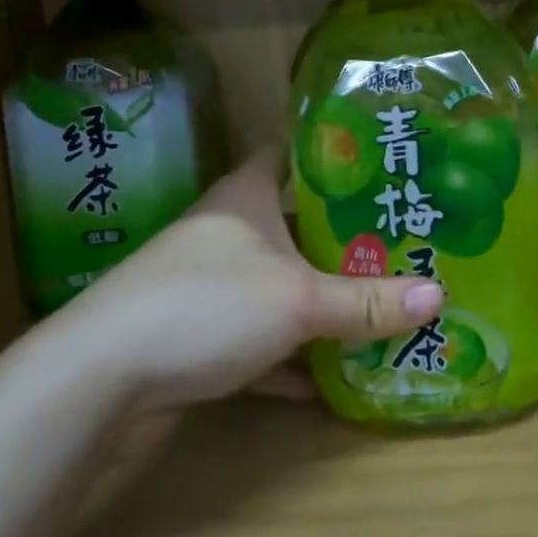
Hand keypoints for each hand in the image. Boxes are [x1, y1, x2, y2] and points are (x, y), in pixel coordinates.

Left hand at [60, 150, 443, 407]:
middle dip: (345, 236)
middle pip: (296, 224)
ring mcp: (210, 285)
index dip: (337, 156)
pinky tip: (331, 379)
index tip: (385, 166)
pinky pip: (261, 337)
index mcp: (246, 197)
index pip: (294, 155)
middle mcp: (228, 231)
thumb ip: (368, 302)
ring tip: (381, 302)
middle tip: (403, 241)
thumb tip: (441, 298)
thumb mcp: (299, 301)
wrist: (96, 382)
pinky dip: (291, 355)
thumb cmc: (207, 306)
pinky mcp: (198, 335)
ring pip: (280, 283)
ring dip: (321, 299)